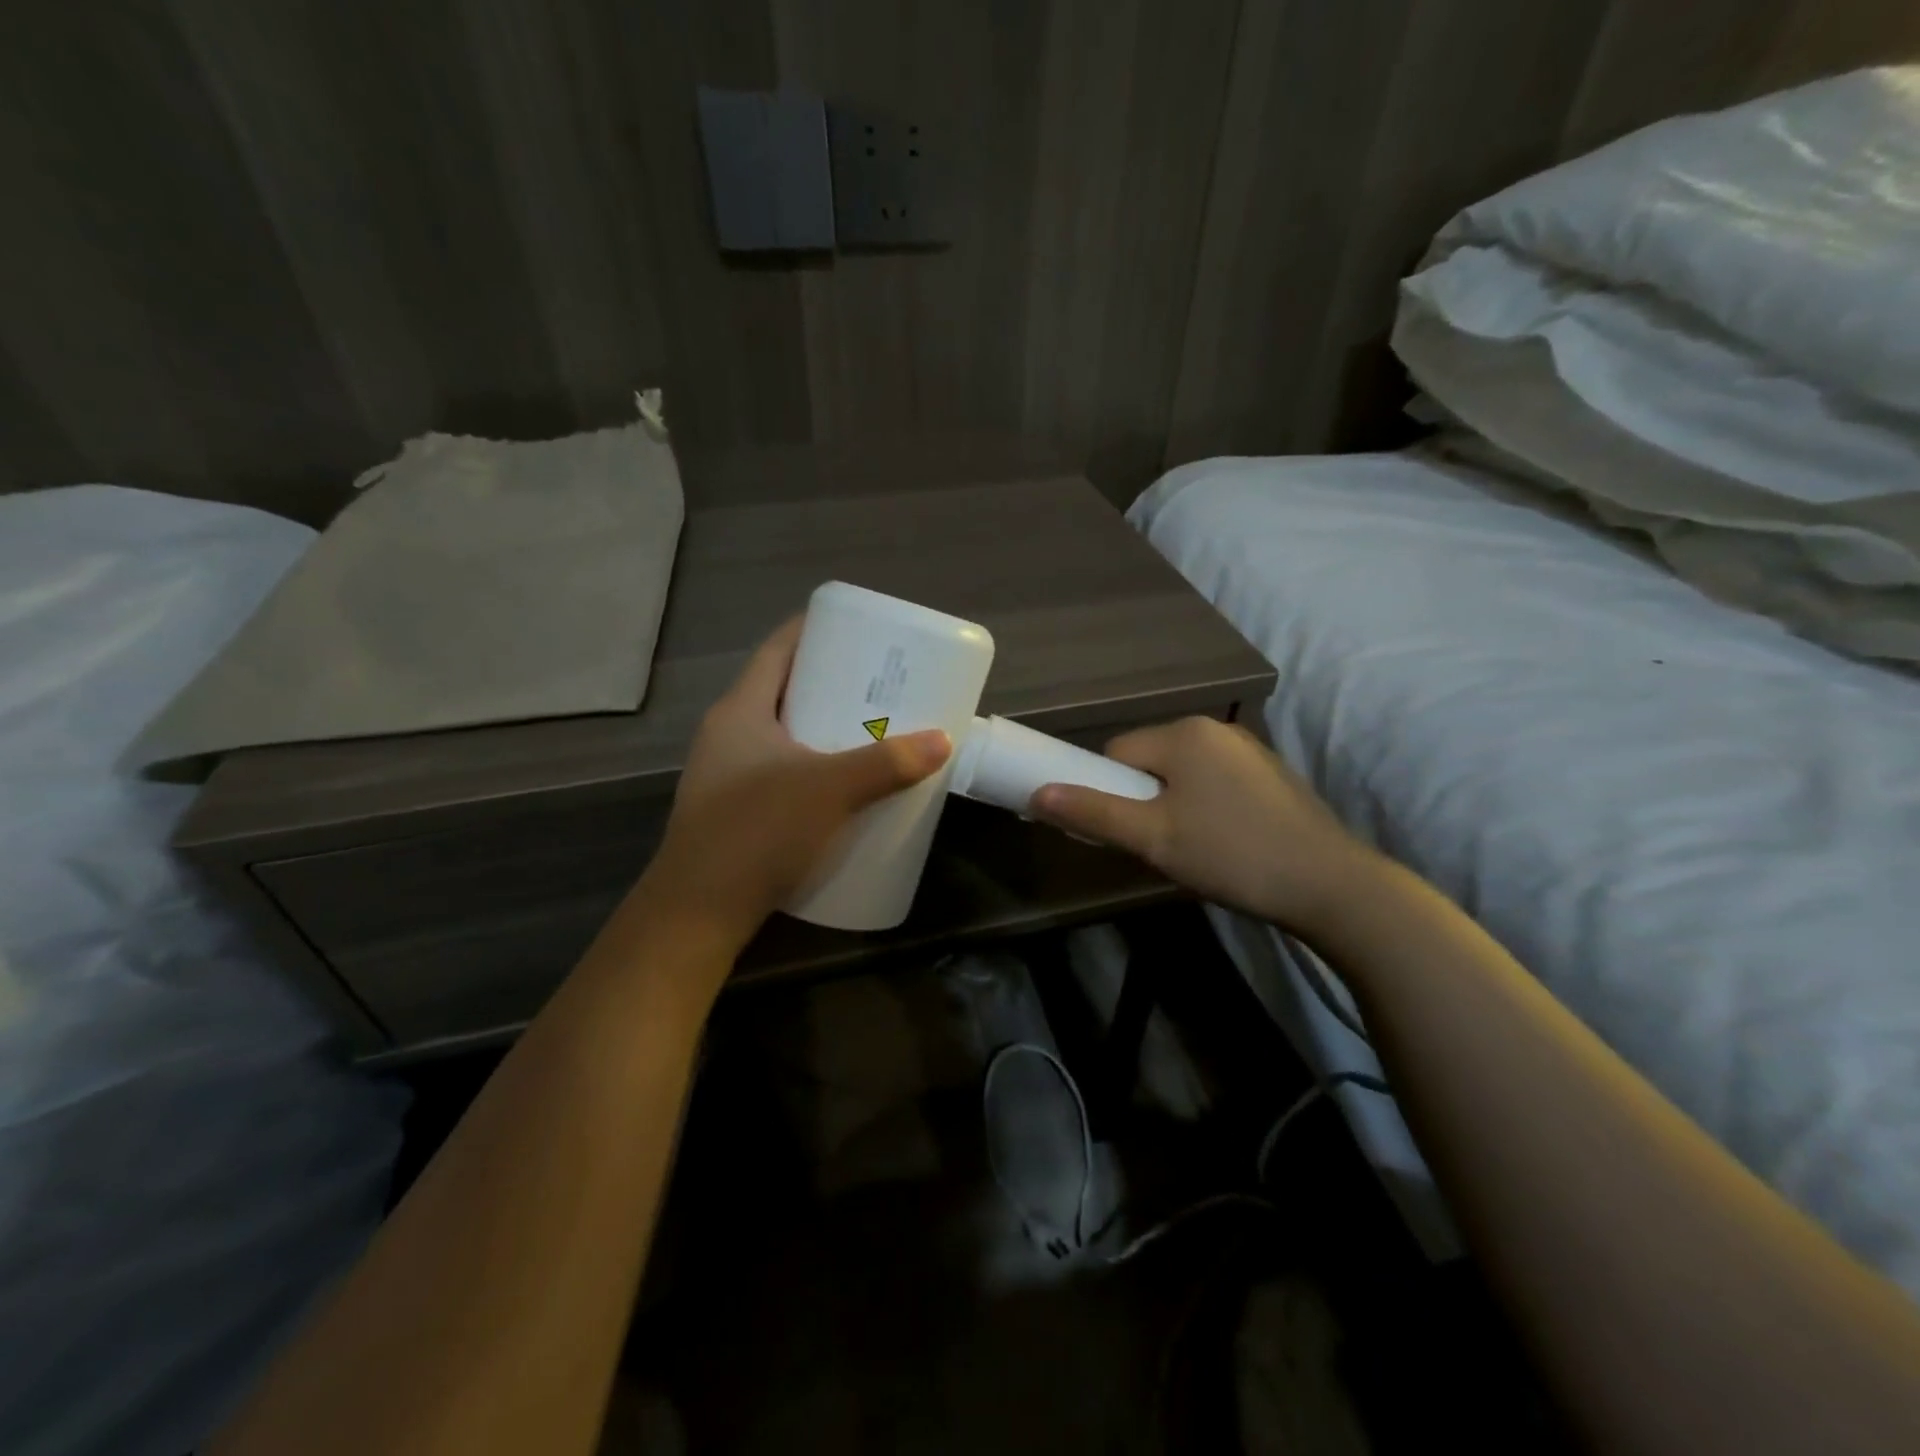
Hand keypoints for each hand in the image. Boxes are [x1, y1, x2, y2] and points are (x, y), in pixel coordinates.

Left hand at [636, 619, 950, 946]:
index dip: (812, 630)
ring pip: (781, 734)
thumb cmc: (758, 831)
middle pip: (782, 690)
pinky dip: (811, 766)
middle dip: (828, 683)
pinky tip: (842, 786)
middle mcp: (727, 735)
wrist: (698, 912)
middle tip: (875, 682)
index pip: (776, 650)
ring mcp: (726, 775)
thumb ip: (888, 764)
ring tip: (867, 729)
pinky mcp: (734, 811)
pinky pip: (780, 771)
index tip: (855, 628)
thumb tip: (942, 740)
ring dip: (820, 727)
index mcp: (740, 711)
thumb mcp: (830, 790)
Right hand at [1030, 716, 1381, 935]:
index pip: (1117, 751)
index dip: (1107, 791)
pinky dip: (1205, 806)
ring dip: (1172, 804)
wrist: (1330, 885)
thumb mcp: (1153, 838)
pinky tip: (1225, 842)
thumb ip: (1093, 814)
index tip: (1122, 832)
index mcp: (1184, 734)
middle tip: (1158, 845)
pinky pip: (1214, 781)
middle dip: (1142, 799)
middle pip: (1150, 759)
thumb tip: (1037, 795)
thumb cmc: (1231, 855)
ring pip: (1183, 773)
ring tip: (1192, 849)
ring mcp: (1249, 749)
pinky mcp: (1271, 774)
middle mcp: (1216, 729)